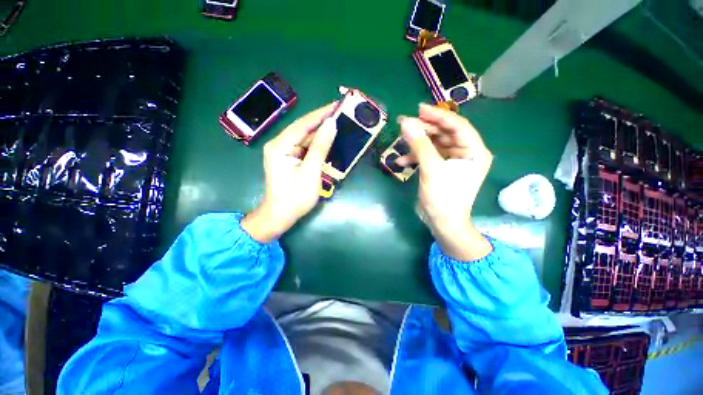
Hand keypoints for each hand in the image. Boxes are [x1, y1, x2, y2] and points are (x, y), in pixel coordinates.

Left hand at [242, 103, 337, 242]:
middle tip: (341, 113)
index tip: (337, 105)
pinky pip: (304, 147)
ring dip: (321, 132)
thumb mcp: (311, 171)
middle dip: (322, 121)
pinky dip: (316, 144)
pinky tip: (328, 140)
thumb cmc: (295, 197)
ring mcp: (283, 152)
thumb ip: (320, 147)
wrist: (280, 216)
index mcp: (280, 146)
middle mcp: (279, 144)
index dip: (321, 114)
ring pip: (304, 138)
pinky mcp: (289, 159)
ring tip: (338, 123)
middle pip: (303, 129)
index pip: (303, 124)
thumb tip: (331, 124)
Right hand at [398, 103, 492, 260]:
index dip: (438, 115)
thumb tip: (405, 123)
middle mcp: (466, 153)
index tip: (418, 109)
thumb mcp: (431, 169)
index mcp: (474, 151)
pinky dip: (415, 157)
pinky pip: (429, 156)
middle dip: (424, 129)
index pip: (457, 125)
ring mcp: (453, 161)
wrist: (442, 223)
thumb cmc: (443, 198)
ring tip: (400, 141)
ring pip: (434, 144)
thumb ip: (419, 145)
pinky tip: (401, 162)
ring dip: (417, 144)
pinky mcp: (442, 169)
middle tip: (404, 123)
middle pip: (444, 133)